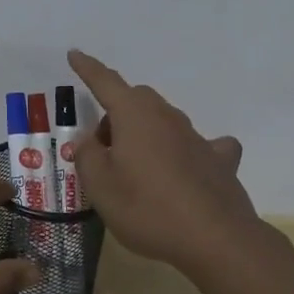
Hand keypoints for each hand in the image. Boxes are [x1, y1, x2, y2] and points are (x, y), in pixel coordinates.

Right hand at [68, 49, 260, 276]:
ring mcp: (196, 137)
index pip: (105, 82)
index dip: (87, 68)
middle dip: (115, 115)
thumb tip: (90, 140)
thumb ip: (87, 156)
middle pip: (136, 100)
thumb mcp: (100, 187)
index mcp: (134, 116)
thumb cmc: (147, 208)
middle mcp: (166, 117)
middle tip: (103, 150)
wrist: (215, 239)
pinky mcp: (219, 161)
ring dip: (145, 133)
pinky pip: (199, 145)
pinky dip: (187, 150)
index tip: (75, 54)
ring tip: (136, 167)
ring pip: (164, 120)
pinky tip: (188, 167)